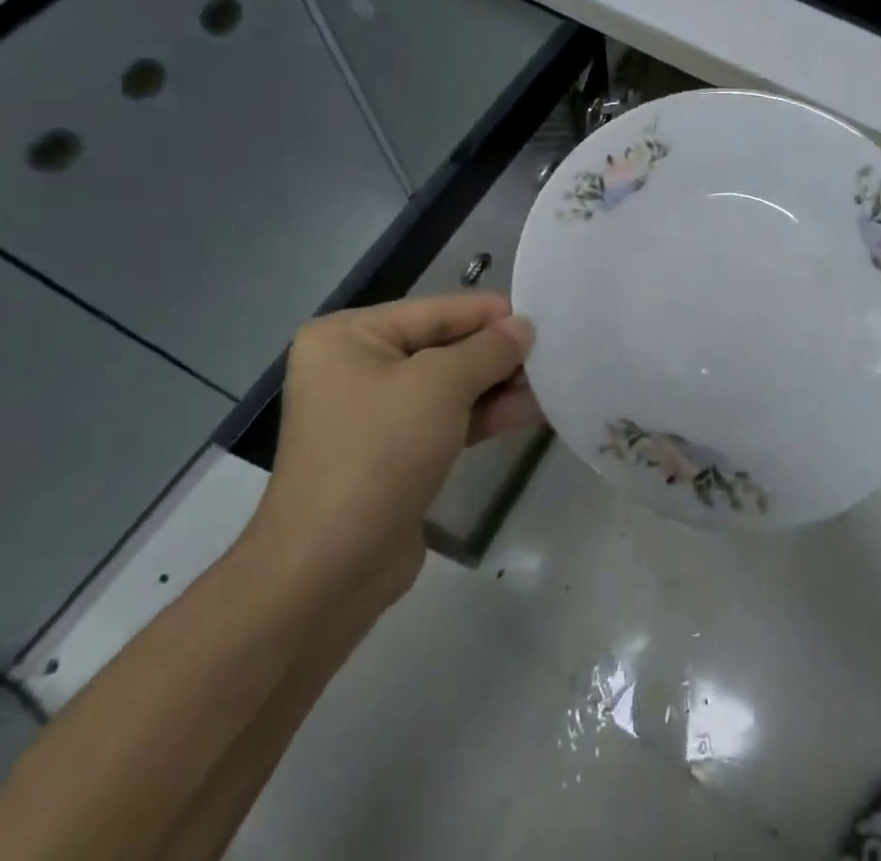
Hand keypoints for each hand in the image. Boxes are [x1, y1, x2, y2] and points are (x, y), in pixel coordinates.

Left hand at [245, 292, 539, 609]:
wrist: (329, 570)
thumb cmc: (379, 452)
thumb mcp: (441, 385)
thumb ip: (488, 349)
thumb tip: (523, 327)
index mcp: (349, 336)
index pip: (435, 310)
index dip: (490, 313)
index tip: (542, 317)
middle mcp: (354, 367)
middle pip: (442, 346)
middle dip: (496, 353)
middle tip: (551, 353)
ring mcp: (371, 415)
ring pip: (447, 387)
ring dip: (496, 386)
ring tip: (550, 383)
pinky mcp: (390, 455)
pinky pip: (443, 421)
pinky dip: (482, 416)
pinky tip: (527, 412)